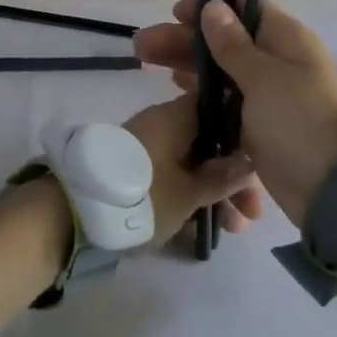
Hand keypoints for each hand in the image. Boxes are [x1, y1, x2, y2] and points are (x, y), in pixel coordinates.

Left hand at [123, 96, 264, 246]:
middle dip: (234, 175)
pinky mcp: (136, 169)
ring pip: (193, 162)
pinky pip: (175, 174)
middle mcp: (162, 124)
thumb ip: (222, 177)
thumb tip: (250, 161)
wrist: (73, 216)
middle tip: (253, 213)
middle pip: (210, 141)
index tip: (264, 161)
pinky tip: (208, 226)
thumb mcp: (188, 194)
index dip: (245, 130)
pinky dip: (192, 194)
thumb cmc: (141, 197)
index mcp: (175, 116)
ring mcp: (148, 146)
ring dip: (216, 191)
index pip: (219, 106)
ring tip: (233, 230)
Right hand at [134, 0, 336, 224]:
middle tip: (142, 45)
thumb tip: (214, 6)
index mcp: (287, 40)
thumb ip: (233, 44)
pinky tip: (174, 87)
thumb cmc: (297, 122)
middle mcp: (278, 60)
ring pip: (221, 68)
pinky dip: (201, 90)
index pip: (245, 7)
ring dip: (186, 63)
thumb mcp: (263, 78)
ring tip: (145, 62)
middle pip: (225, 39)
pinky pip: (225, 97)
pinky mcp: (259, 122)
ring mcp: (269, 93)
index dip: (209, 7)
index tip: (176, 14)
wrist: (330, 190)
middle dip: (184, 39)